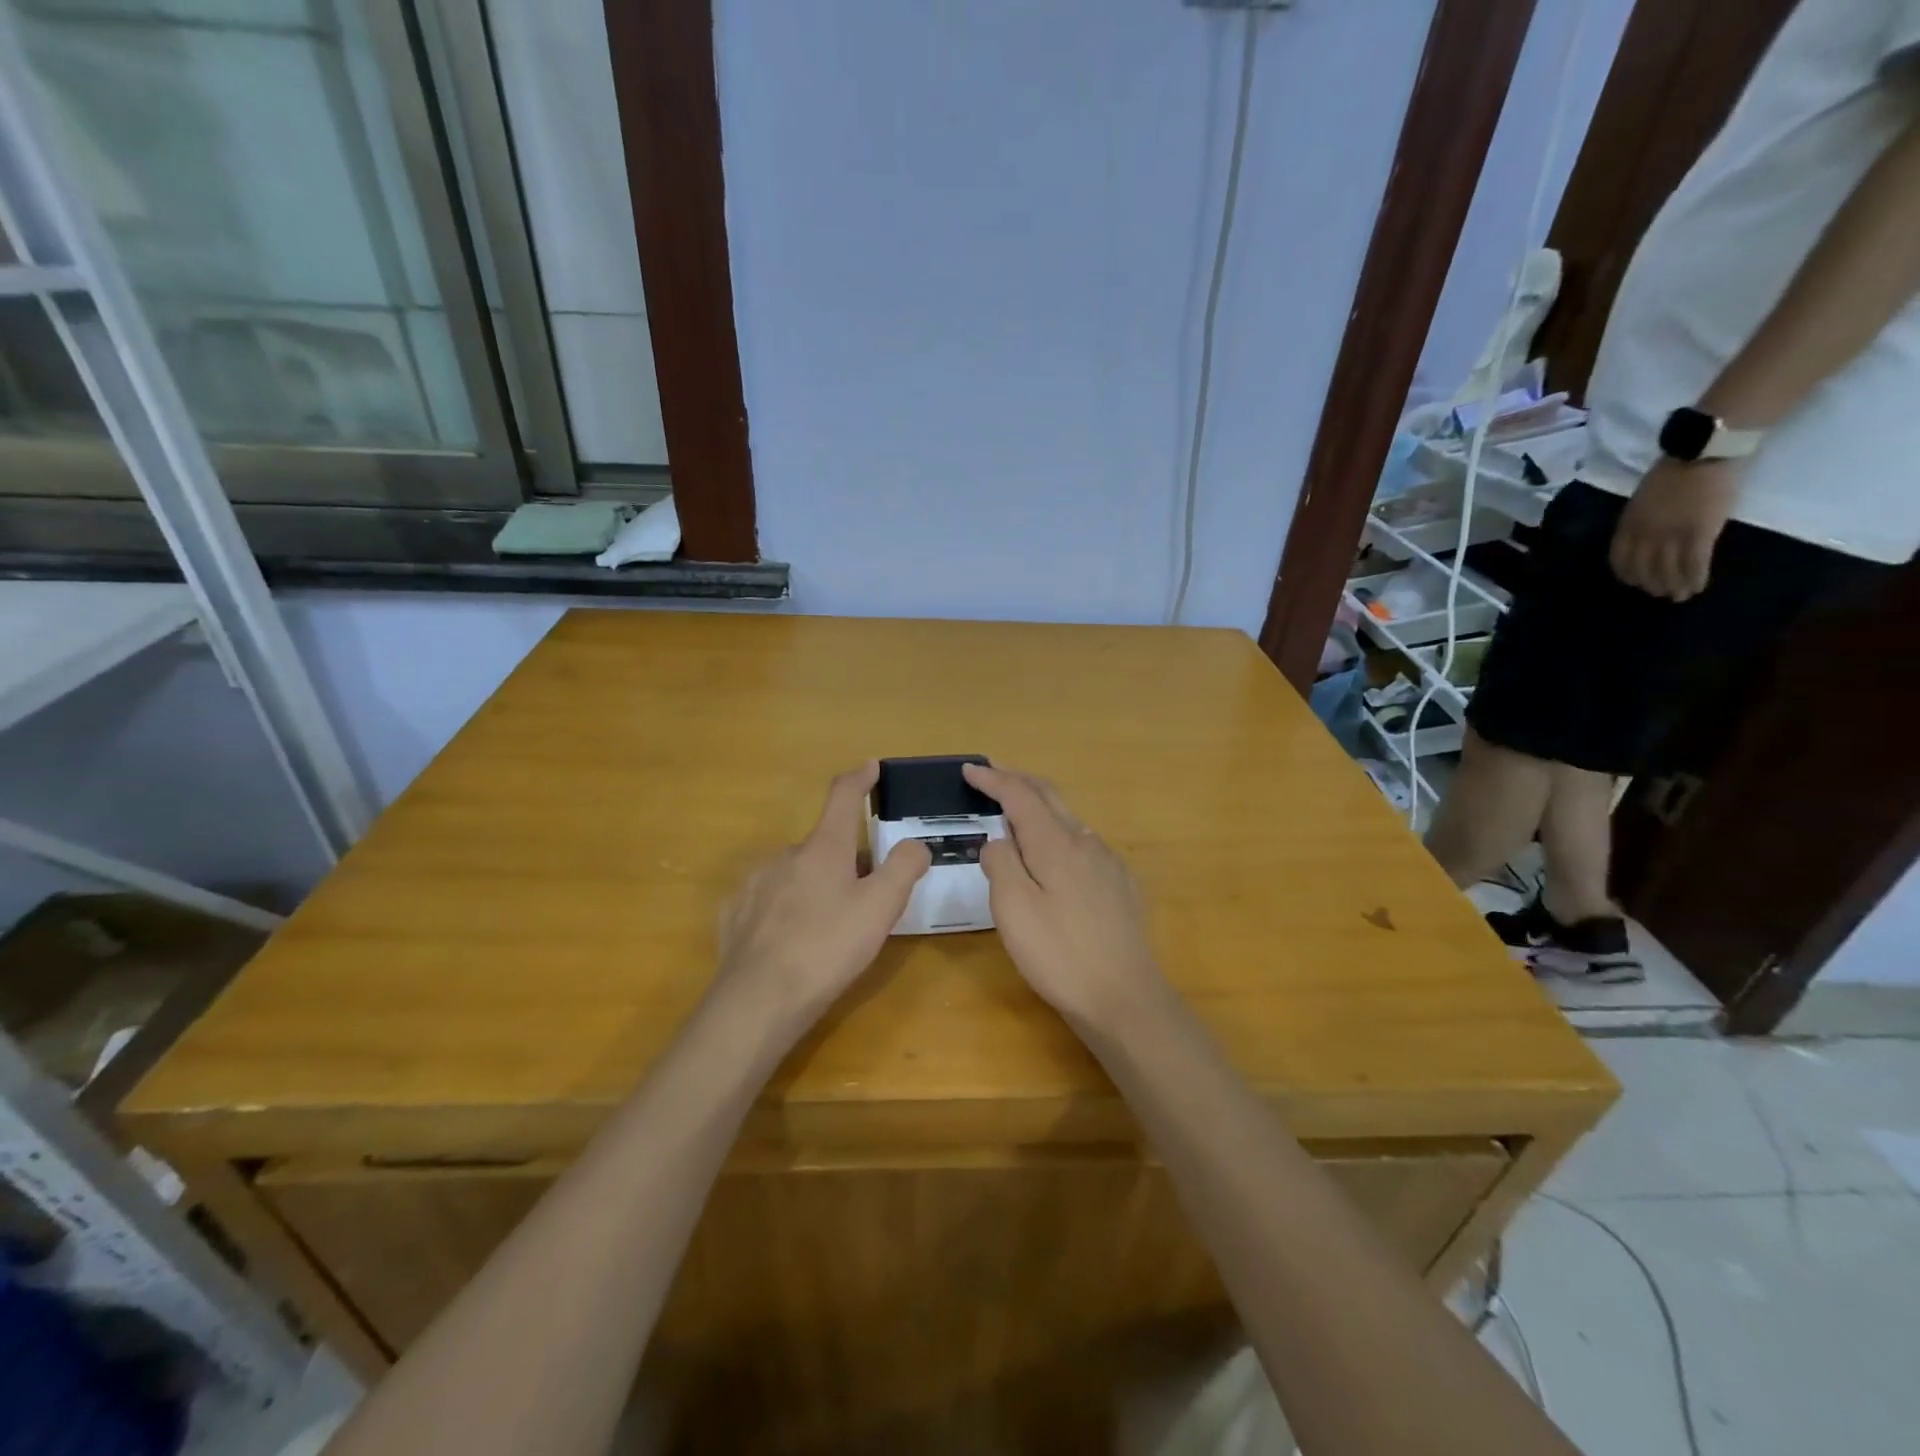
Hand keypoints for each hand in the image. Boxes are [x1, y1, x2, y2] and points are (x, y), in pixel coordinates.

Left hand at [716, 763, 929, 1029]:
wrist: (758, 1001)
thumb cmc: (827, 948)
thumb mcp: (881, 909)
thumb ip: (904, 868)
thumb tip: (915, 844)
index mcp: (824, 848)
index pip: (843, 797)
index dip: (860, 779)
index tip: (871, 767)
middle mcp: (786, 855)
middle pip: (824, 845)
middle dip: (846, 860)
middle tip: (865, 897)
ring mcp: (756, 883)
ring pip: (796, 874)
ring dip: (815, 886)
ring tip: (828, 927)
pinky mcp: (735, 913)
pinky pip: (769, 900)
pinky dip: (786, 909)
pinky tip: (792, 941)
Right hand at [963, 763, 1166, 1028]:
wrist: (1125, 997)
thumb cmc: (1059, 955)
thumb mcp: (1013, 910)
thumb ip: (1002, 864)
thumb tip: (998, 840)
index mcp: (1056, 844)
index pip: (1020, 796)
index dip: (994, 779)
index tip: (970, 768)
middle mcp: (1086, 842)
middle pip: (1049, 796)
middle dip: (1018, 779)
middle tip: (991, 773)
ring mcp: (1109, 863)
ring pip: (1069, 819)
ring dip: (1039, 806)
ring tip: (1015, 811)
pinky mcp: (1121, 885)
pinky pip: (1084, 844)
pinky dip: (1058, 832)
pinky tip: (1053, 853)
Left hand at [1607, 458, 1739, 601]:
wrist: (1699, 454)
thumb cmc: (1670, 473)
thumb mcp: (1640, 501)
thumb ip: (1638, 521)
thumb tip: (1642, 538)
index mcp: (1628, 526)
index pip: (1620, 559)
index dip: (1627, 574)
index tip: (1633, 582)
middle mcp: (1645, 535)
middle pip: (1644, 568)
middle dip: (1651, 584)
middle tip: (1659, 594)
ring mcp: (1672, 535)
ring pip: (1669, 570)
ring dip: (1674, 586)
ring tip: (1679, 596)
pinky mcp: (1700, 533)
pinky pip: (1695, 563)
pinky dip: (1696, 577)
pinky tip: (1698, 586)